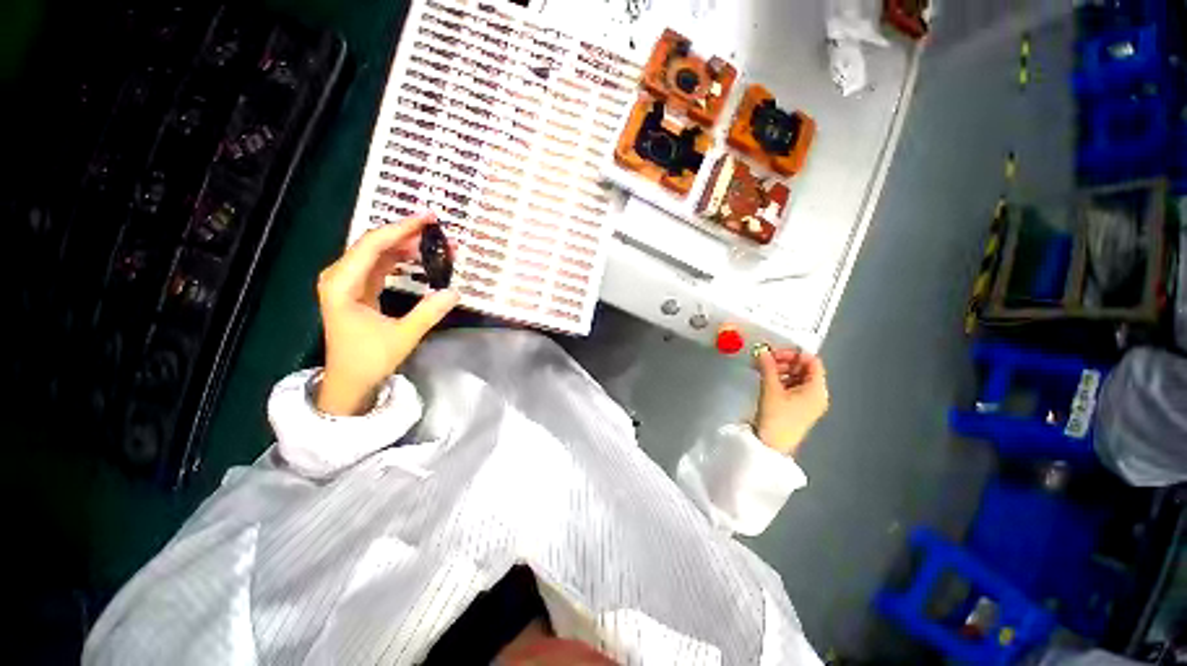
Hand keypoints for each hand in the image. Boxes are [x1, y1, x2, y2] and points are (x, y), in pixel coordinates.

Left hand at [316, 212, 458, 415]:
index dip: (401, 228)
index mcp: (343, 284)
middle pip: (374, 244)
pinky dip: (399, 259)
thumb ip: (428, 313)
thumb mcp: (402, 337)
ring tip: (435, 244)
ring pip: (377, 254)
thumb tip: (454, 292)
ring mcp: (347, 283)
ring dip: (406, 247)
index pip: (373, 245)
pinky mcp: (357, 290)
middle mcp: (340, 277)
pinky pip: (379, 266)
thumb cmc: (368, 360)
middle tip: (439, 231)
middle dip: (408, 235)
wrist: (348, 381)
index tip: (428, 218)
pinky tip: (418, 258)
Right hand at [753, 346, 828, 455]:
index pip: (812, 361)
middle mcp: (817, 395)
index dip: (793, 353)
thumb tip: (763, 351)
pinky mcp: (797, 409)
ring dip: (780, 370)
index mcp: (817, 389)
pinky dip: (780, 381)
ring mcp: (808, 403)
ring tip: (762, 369)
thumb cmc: (777, 419)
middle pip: (804, 369)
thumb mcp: (770, 388)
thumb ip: (767, 366)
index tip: (775, 352)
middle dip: (784, 361)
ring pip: (797, 378)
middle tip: (765, 359)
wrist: (771, 446)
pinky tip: (766, 380)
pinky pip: (792, 388)